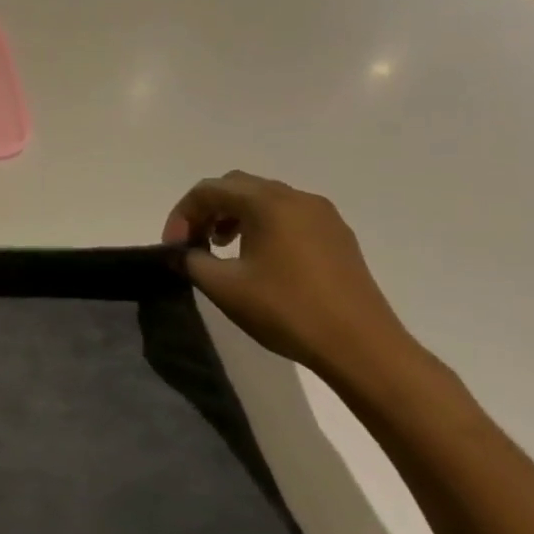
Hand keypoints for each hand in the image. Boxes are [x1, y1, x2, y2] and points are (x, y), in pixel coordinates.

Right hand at [162, 170, 421, 385]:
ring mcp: (323, 216)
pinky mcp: (337, 236)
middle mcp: (297, 199)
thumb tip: (181, 252)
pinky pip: (288, 216)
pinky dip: (262, 225)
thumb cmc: (286, 310)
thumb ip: (191, 261)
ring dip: (234, 216)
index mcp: (268, 203)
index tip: (173, 246)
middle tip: (193, 242)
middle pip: (237, 186)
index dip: (182, 214)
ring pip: (265, 199)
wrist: (360, 346)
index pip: (209, 190)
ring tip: (221, 248)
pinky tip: (257, 259)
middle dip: (208, 209)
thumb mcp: (223, 287)